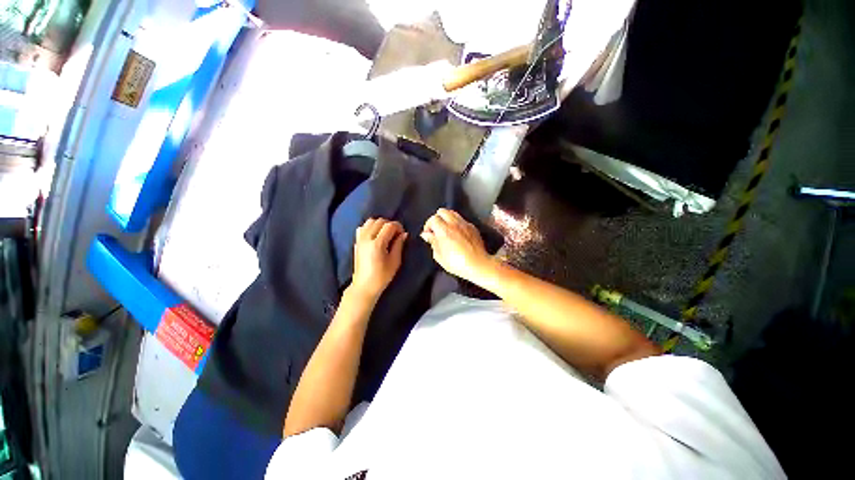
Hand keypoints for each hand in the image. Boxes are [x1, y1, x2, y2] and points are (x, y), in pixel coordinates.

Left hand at [351, 218, 407, 300]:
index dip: (398, 227)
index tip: (403, 234)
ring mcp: (360, 239)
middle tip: (396, 234)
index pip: (389, 226)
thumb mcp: (395, 261)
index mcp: (377, 244)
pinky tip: (376, 236)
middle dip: (390, 224)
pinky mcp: (356, 242)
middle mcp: (367, 238)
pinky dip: (371, 227)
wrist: (364, 286)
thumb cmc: (382, 276)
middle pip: (380, 221)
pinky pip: (363, 227)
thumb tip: (404, 234)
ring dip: (380, 224)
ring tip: (386, 234)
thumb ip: (399, 245)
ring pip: (370, 221)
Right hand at [421, 209, 492, 282]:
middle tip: (436, 228)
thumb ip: (432, 243)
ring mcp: (464, 224)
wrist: (478, 265)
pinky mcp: (472, 227)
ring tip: (446, 228)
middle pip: (442, 211)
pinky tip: (457, 232)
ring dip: (447, 218)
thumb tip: (427, 235)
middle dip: (437, 218)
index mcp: (444, 231)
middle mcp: (454, 224)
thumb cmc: (458, 264)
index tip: (428, 233)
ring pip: (453, 213)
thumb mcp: (439, 256)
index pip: (433, 219)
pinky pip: (462, 219)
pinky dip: (457, 223)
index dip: (428, 225)